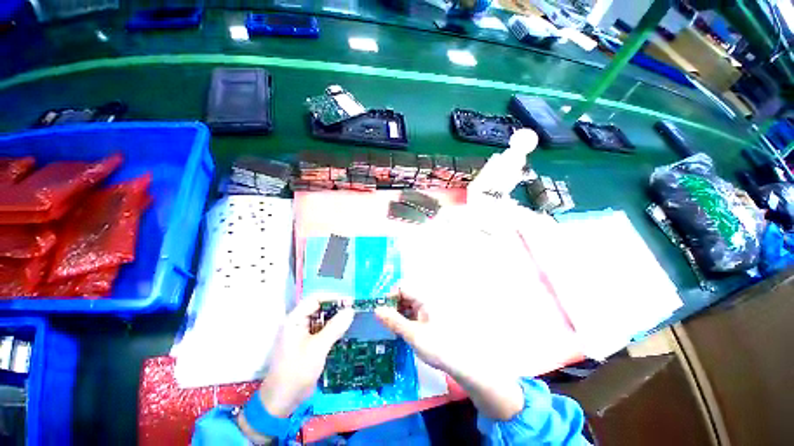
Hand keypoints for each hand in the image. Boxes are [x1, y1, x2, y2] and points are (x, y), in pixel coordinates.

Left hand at [256, 296, 353, 417]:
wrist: (282, 402)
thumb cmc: (297, 371)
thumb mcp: (318, 348)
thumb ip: (334, 328)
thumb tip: (350, 310)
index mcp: (295, 320)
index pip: (315, 299)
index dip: (332, 297)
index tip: (349, 301)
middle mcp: (298, 323)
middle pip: (319, 308)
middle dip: (336, 308)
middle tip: (353, 311)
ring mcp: (303, 334)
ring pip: (322, 320)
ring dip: (336, 319)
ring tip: (352, 319)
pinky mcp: (308, 344)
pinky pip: (322, 331)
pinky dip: (333, 330)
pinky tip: (344, 331)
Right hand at [374, 288, 465, 375]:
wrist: (461, 363)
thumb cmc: (438, 346)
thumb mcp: (412, 334)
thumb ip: (394, 321)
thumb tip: (376, 310)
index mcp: (424, 298)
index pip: (402, 287)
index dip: (390, 296)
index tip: (382, 312)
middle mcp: (426, 300)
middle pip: (404, 295)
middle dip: (392, 306)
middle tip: (384, 322)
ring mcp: (428, 309)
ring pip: (407, 305)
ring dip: (398, 313)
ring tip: (391, 328)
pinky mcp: (428, 318)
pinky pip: (413, 313)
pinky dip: (405, 319)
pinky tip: (401, 331)